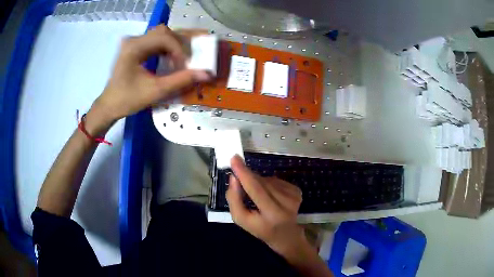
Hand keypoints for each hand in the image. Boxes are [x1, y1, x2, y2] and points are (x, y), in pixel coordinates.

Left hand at [89, 25, 210, 127]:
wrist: (109, 105)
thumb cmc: (128, 100)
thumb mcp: (155, 91)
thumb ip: (181, 80)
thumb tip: (206, 74)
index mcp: (134, 47)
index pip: (164, 37)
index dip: (179, 50)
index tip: (185, 66)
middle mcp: (134, 39)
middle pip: (163, 31)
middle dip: (179, 44)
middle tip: (189, 58)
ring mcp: (133, 42)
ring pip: (160, 34)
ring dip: (174, 44)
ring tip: (182, 58)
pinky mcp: (134, 47)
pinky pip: (155, 40)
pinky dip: (166, 47)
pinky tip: (171, 58)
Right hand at [226, 155, 307, 258]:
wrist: (286, 235)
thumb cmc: (261, 229)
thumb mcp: (242, 220)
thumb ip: (234, 200)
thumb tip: (234, 177)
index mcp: (272, 214)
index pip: (256, 189)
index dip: (244, 173)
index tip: (234, 159)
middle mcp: (286, 202)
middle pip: (261, 182)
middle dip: (247, 177)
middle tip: (239, 180)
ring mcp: (294, 195)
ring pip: (267, 179)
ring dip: (258, 183)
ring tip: (258, 197)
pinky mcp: (297, 190)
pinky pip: (275, 180)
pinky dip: (268, 185)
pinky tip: (269, 196)